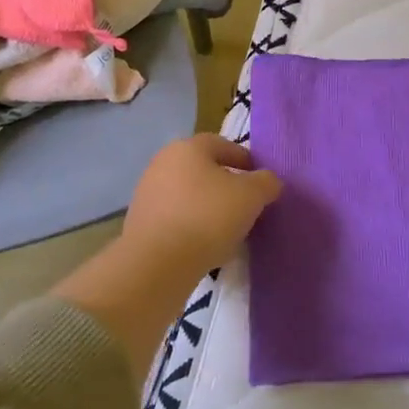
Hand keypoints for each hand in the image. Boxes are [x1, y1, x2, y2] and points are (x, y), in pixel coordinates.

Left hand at [122, 134, 282, 271]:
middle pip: (203, 169)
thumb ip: (266, 182)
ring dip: (207, 207)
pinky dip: (191, 226)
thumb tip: (268, 181)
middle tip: (246, 205)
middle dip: (226, 185)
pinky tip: (204, 245)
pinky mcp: (139, 223)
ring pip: (188, 194)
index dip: (245, 160)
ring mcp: (148, 193)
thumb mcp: (251, 196)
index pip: (223, 145)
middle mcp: (163, 163)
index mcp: (188, 147)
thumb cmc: (208, 217)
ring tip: (227, 230)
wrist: (157, 263)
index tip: (260, 181)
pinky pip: (175, 218)